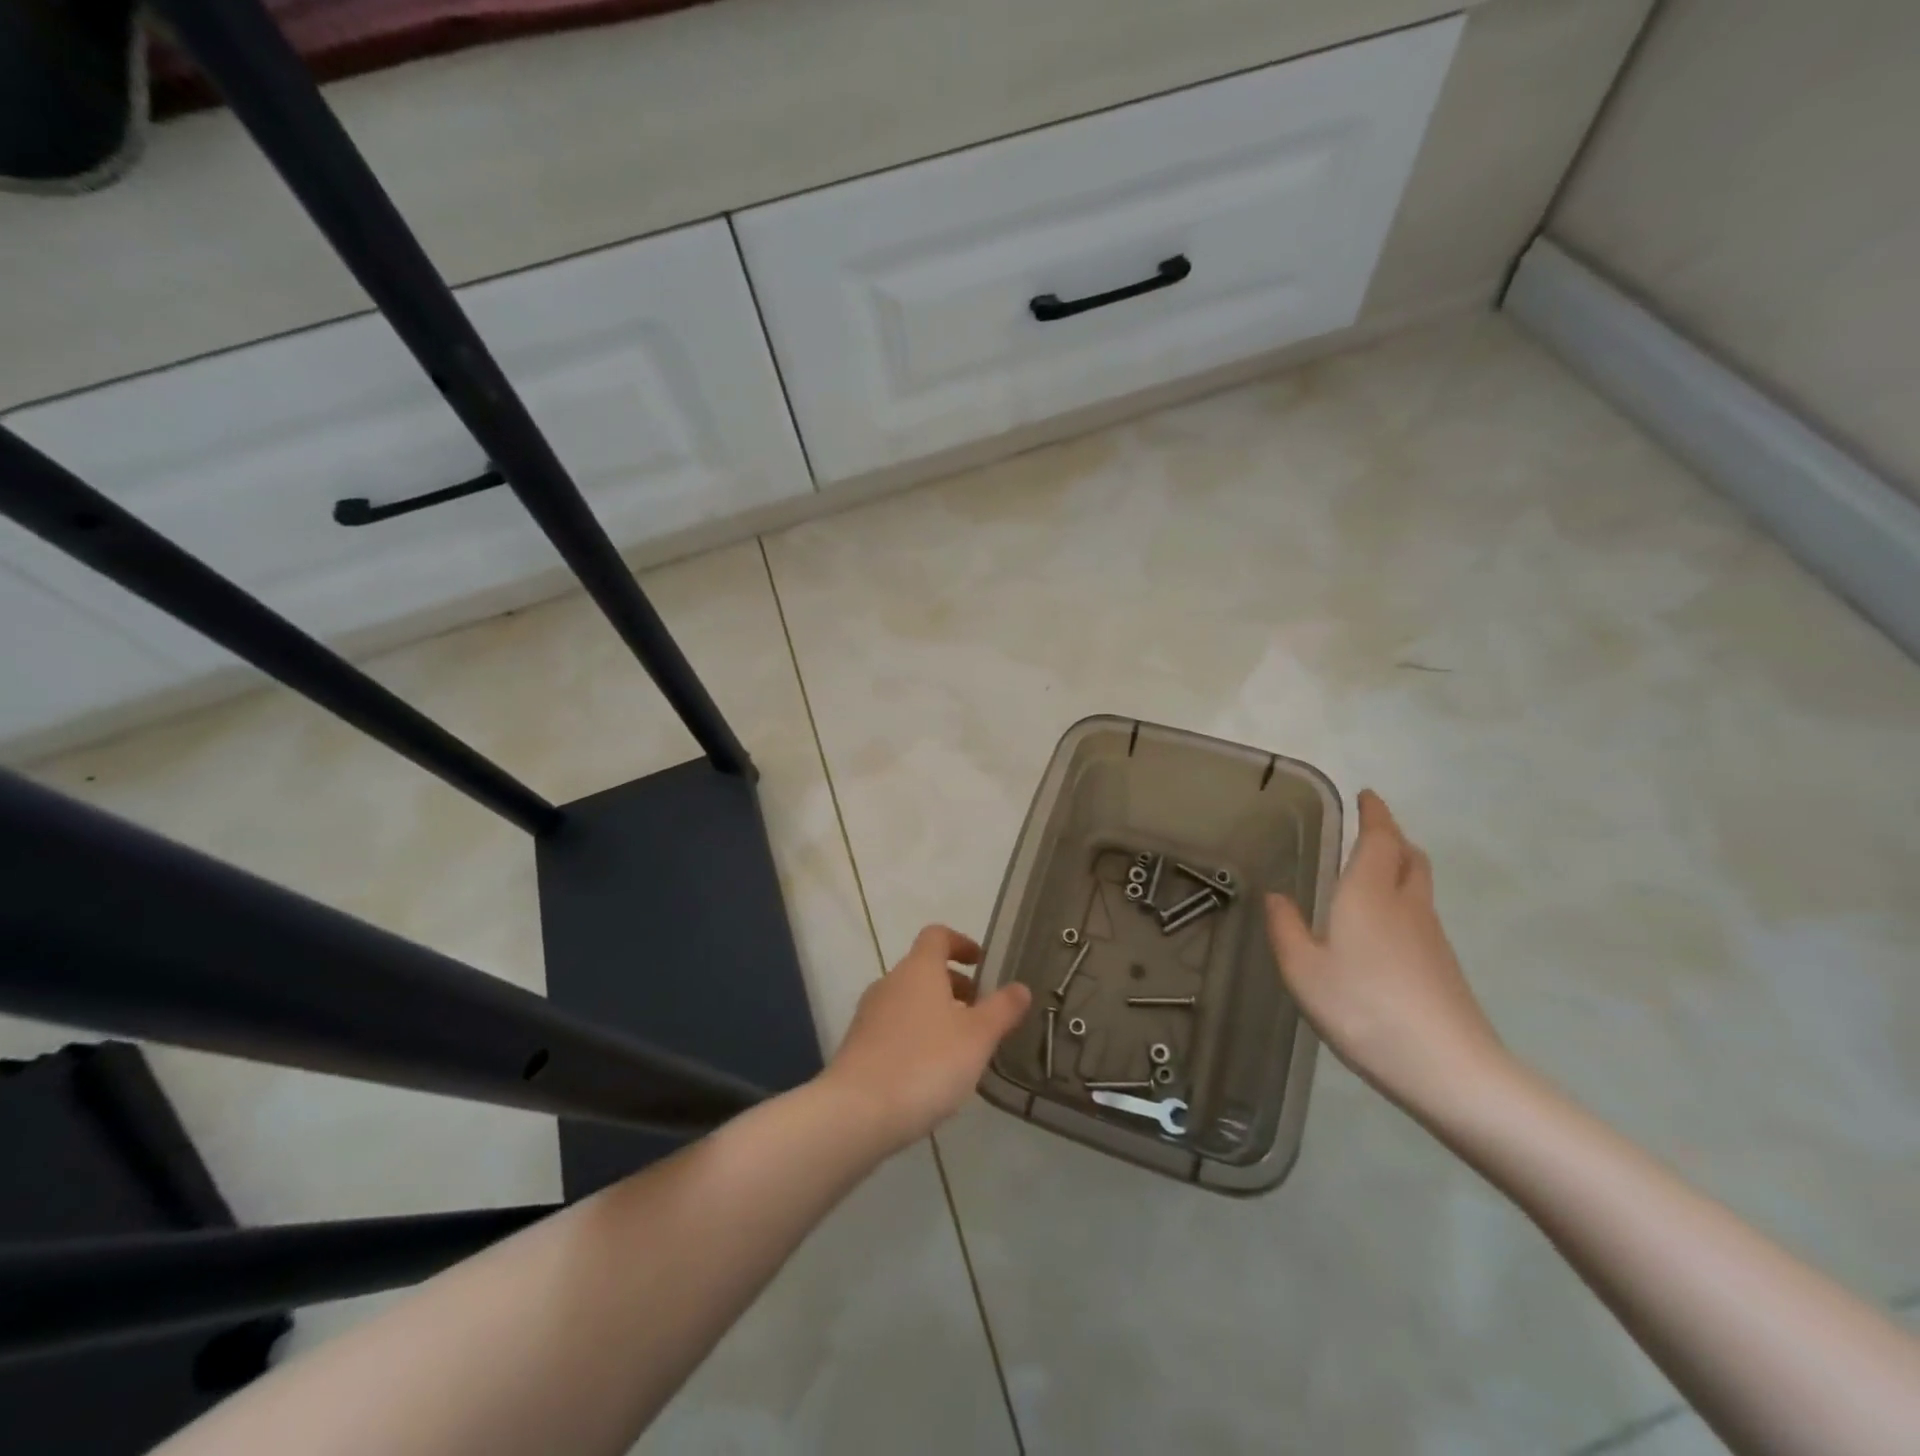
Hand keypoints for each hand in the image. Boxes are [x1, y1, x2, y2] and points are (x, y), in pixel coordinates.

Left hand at [822, 925, 1031, 1152]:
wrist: (856, 1113)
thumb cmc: (926, 1063)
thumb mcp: (977, 1037)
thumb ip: (1002, 1009)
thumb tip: (1021, 986)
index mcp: (918, 969)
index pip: (937, 936)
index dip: (961, 943)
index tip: (981, 963)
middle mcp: (890, 982)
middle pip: (923, 969)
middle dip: (954, 985)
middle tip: (980, 1013)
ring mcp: (869, 1015)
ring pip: (909, 1001)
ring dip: (936, 1013)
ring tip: (961, 1048)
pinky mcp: (858, 1046)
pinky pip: (894, 1028)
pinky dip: (916, 1036)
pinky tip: (931, 1073)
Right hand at [1265, 790, 1506, 1117]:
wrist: (1448, 1068)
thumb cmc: (1363, 1009)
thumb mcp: (1303, 971)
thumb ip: (1286, 929)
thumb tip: (1277, 896)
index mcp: (1369, 894)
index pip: (1380, 838)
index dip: (1375, 814)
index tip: (1367, 795)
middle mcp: (1406, 904)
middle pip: (1409, 856)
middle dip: (1391, 836)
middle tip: (1369, 831)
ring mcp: (1431, 935)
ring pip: (1419, 884)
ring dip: (1400, 866)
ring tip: (1372, 872)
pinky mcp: (1444, 964)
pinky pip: (1421, 913)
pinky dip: (1403, 900)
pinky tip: (1382, 927)